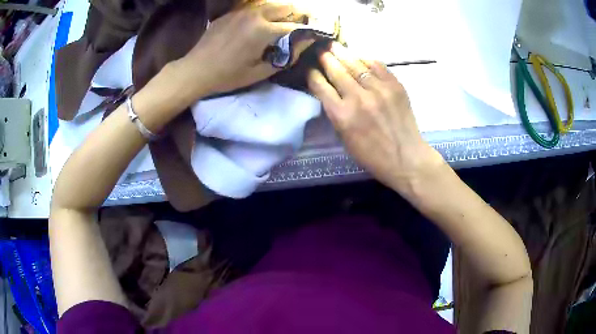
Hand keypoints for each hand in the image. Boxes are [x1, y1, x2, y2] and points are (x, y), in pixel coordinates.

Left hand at [177, 2, 312, 97]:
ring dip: (283, 10)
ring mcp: (242, 11)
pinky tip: (265, 19)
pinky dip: (265, 11)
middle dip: (300, 13)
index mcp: (264, 31)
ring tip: (288, 19)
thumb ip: (286, 56)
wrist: (196, 70)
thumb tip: (304, 44)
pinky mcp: (231, 13)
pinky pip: (254, 7)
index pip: (295, 26)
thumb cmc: (228, 75)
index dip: (308, 30)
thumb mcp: (259, 72)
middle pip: (286, 7)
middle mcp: (256, 15)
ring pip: (270, 4)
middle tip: (305, 22)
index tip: (316, 33)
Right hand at [307, 43, 444, 192]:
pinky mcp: (395, 86)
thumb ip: (335, 113)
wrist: (406, 158)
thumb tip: (329, 91)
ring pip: (356, 64)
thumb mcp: (344, 139)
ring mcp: (379, 90)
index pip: (321, 86)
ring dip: (343, 54)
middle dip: (325, 58)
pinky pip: (377, 66)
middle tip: (320, 49)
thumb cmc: (372, 155)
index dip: (313, 74)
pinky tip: (359, 56)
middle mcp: (358, 98)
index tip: (310, 68)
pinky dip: (366, 59)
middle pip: (336, 70)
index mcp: (341, 115)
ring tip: (334, 46)